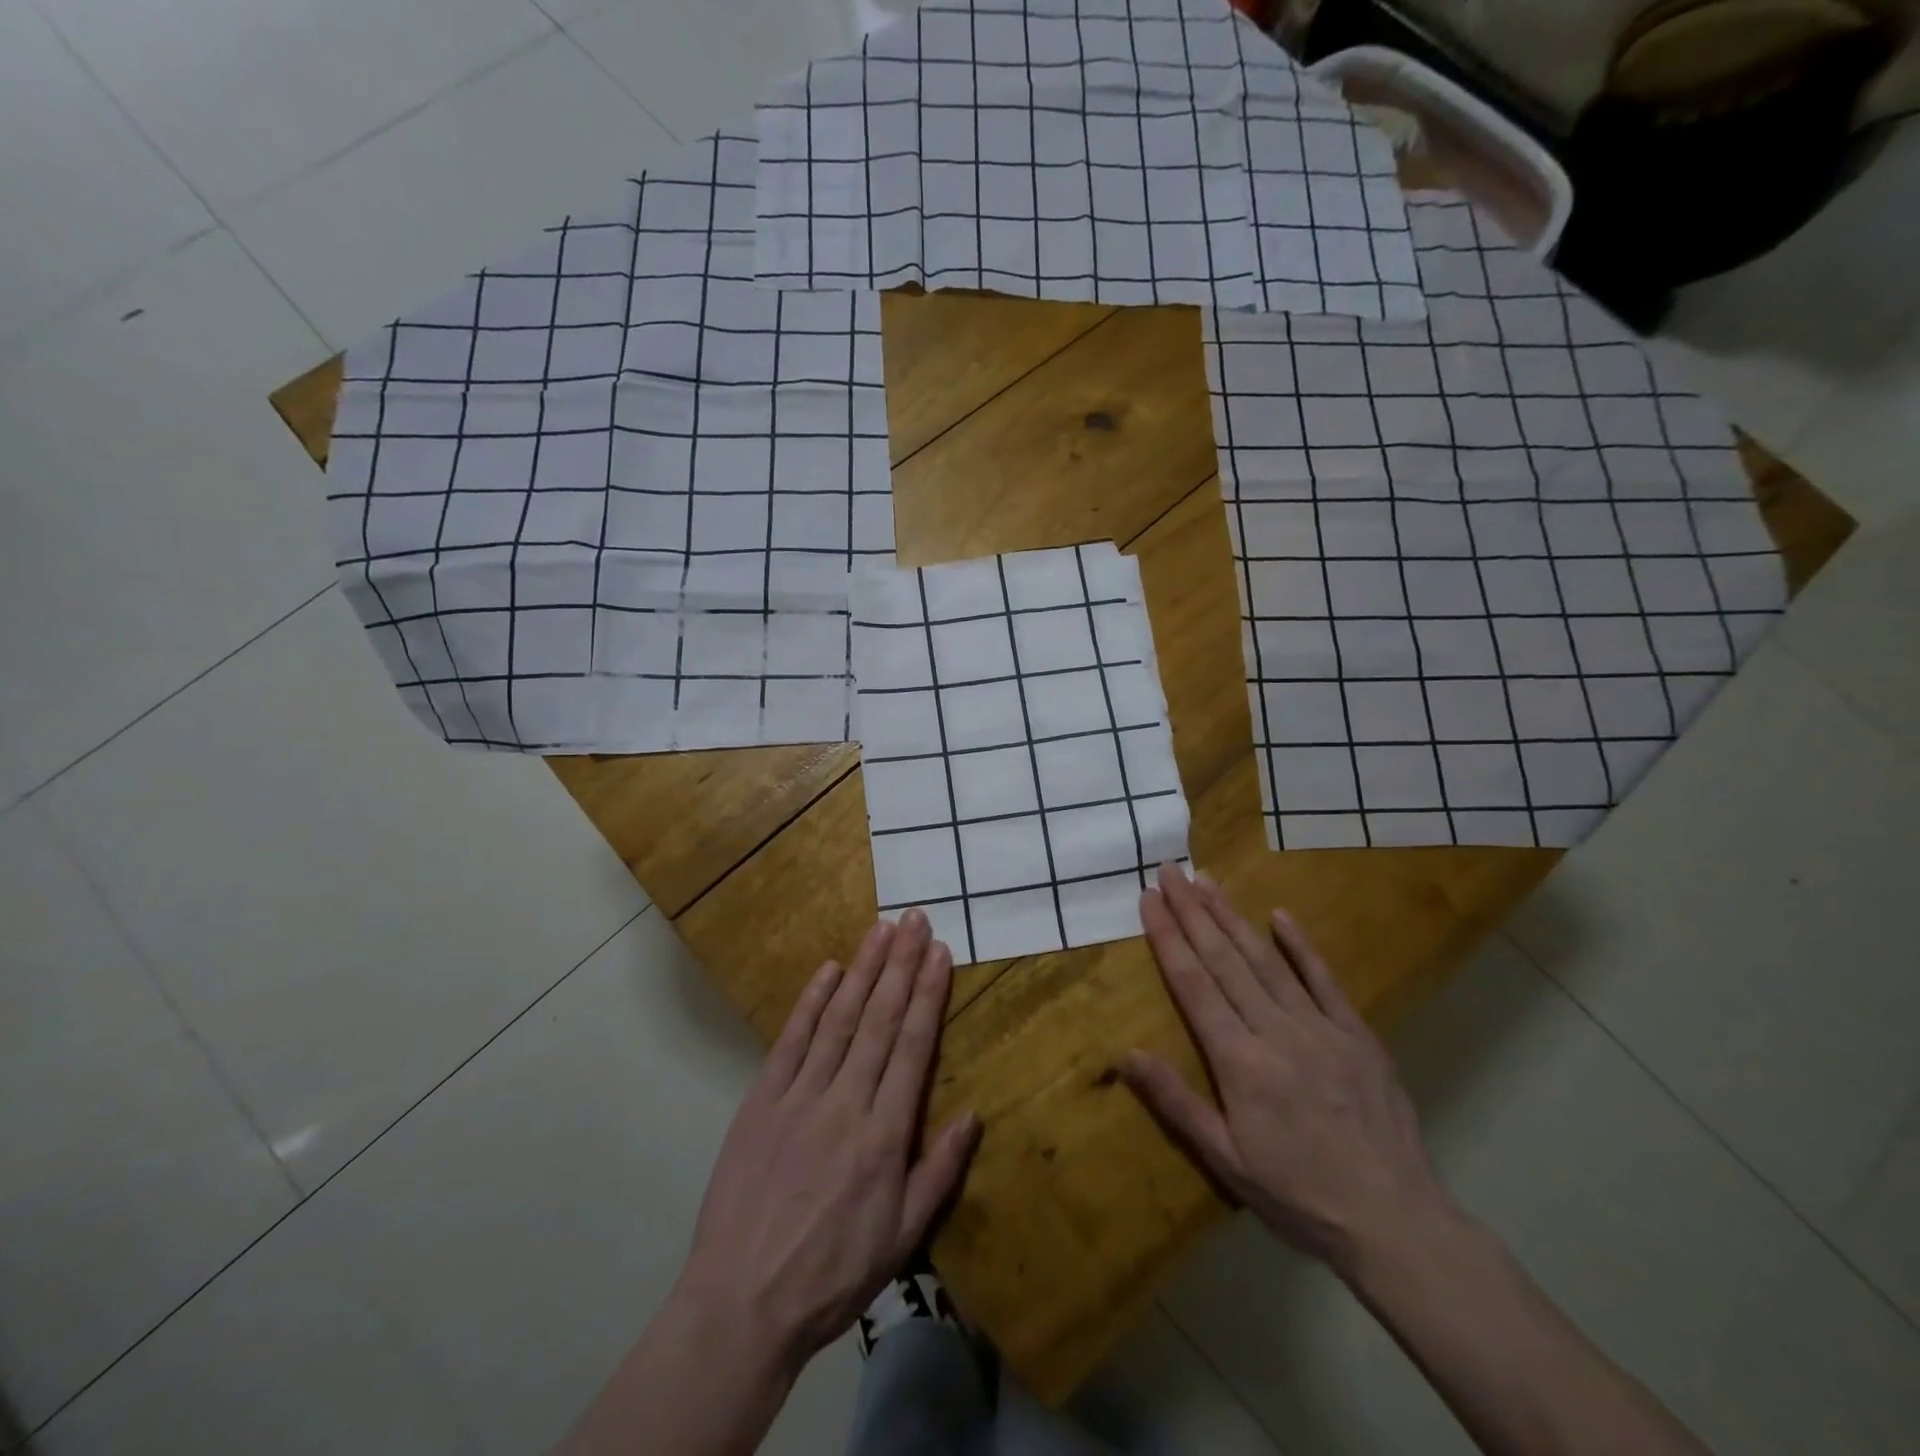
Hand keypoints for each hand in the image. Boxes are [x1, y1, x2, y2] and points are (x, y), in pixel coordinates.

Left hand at [674, 910, 980, 1369]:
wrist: (742, 1303)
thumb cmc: (832, 1274)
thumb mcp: (902, 1238)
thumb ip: (939, 1171)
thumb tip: (973, 1114)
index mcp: (885, 1134)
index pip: (913, 1047)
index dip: (928, 995)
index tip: (940, 953)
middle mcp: (846, 1101)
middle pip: (879, 1019)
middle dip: (901, 965)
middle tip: (916, 920)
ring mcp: (800, 1096)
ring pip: (839, 1019)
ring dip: (863, 970)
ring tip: (881, 930)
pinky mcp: (761, 1100)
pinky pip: (790, 1041)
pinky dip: (811, 1002)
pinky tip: (829, 970)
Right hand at [1121, 865, 1449, 1279]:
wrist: (1395, 1223)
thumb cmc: (1298, 1196)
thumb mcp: (1226, 1160)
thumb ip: (1176, 1102)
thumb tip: (1125, 1054)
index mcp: (1240, 1062)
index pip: (1194, 985)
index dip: (1168, 938)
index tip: (1149, 900)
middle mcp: (1277, 1032)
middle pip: (1225, 960)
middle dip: (1193, 912)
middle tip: (1171, 872)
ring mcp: (1321, 1028)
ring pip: (1267, 960)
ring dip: (1232, 918)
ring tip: (1207, 882)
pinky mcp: (1358, 1034)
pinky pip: (1325, 980)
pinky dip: (1301, 946)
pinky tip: (1280, 915)